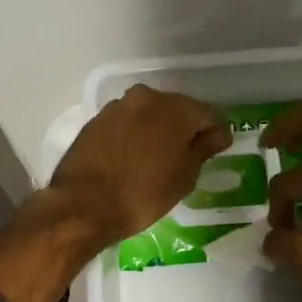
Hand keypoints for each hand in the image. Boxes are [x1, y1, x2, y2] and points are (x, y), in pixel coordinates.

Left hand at [47, 84, 231, 245]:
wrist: (83, 204)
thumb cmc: (143, 194)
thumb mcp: (184, 177)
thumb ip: (203, 149)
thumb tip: (218, 134)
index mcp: (176, 108)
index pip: (209, 114)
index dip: (217, 133)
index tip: (218, 150)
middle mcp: (147, 97)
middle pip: (178, 109)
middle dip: (186, 128)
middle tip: (189, 156)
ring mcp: (118, 106)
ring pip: (150, 114)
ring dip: (158, 130)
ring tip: (159, 159)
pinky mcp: (97, 120)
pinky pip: (127, 123)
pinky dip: (135, 135)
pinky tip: (134, 158)